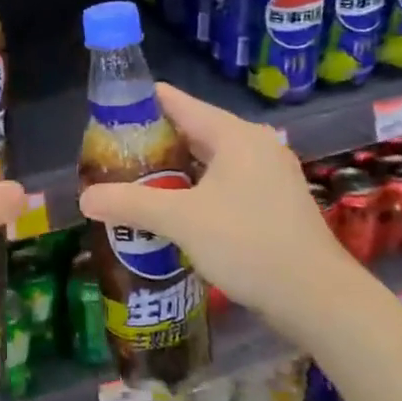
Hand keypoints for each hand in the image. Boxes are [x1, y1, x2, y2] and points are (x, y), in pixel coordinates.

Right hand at [76, 83, 353, 329]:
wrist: (317, 298)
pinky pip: (225, 184)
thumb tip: (84, 198)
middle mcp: (255, 146)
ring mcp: (269, 175)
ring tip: (135, 182)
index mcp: (235, 135)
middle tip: (114, 155)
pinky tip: (173, 211)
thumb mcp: (181, 220)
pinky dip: (196, 190)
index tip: (108, 113)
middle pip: (194, 131)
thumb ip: (130, 203)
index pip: (179, 103)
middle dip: (154, 143)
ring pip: (210, 161)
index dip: (142, 103)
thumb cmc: (248, 243)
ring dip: (175, 171)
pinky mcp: (274, 204)